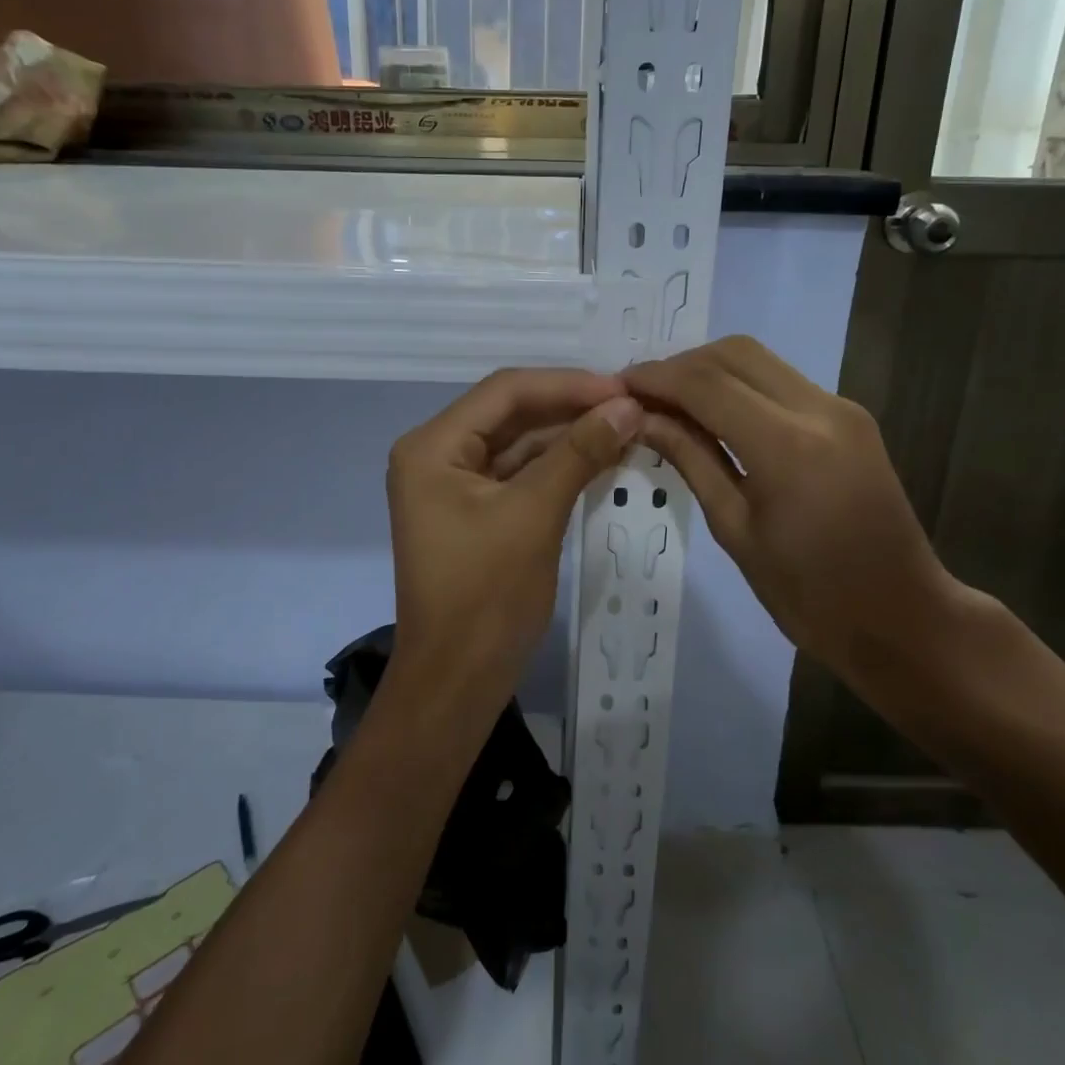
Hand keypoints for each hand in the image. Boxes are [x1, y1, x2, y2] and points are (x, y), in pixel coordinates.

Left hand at [386, 369, 642, 709]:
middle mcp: (437, 455)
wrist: (457, 680)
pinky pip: (520, 474)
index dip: (567, 384)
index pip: (505, 392)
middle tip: (631, 406)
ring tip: (626, 427)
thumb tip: (627, 406)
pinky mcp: (476, 511)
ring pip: (519, 443)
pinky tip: (601, 457)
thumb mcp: (535, 515)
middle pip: (511, 413)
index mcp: (432, 446)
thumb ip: (579, 453)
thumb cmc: (486, 595)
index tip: (623, 388)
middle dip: (571, 407)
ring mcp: (455, 485)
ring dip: (569, 436)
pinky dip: (558, 466)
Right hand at [625, 336, 968, 678]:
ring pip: (759, 359)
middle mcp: (819, 409)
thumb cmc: (809, 594)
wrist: (900, 616)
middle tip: (641, 396)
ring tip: (670, 403)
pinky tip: (713, 413)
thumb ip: (690, 460)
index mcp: (787, 446)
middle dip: (680, 365)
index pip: (706, 384)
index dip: (655, 378)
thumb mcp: (735, 530)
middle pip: (734, 353)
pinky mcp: (849, 416)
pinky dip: (739, 384)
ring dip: (709, 370)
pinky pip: (781, 380)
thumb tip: (641, 419)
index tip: (617, 388)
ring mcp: (840, 408)